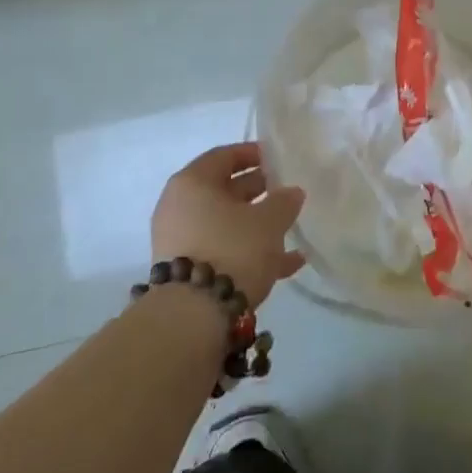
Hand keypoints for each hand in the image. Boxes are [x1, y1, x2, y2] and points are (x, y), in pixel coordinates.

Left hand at [151, 143, 305, 307]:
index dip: (253, 154)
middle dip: (257, 191)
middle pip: (223, 190)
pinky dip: (250, 252)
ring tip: (291, 228)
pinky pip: (223, 251)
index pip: (224, 156)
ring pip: (225, 223)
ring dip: (257, 224)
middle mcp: (179, 207)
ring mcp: (180, 241)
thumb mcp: (268, 222)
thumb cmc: (232, 249)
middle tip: (286, 192)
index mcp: (192, 182)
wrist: (194, 318)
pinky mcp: (187, 272)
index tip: (277, 159)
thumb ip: (284, 202)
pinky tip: (288, 263)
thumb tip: (292, 192)